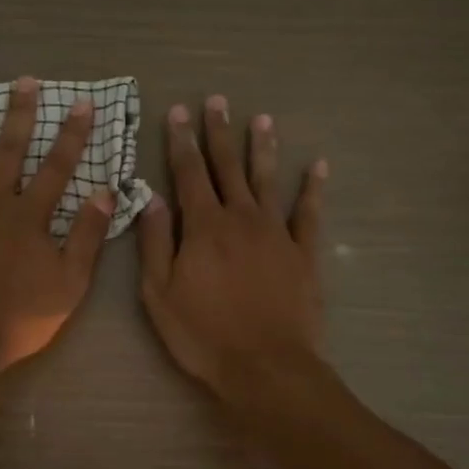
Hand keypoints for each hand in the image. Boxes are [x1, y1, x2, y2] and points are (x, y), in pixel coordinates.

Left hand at [0, 77, 114, 397]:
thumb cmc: (18, 317)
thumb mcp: (69, 283)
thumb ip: (87, 236)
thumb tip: (106, 191)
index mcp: (29, 217)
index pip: (57, 166)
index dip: (71, 134)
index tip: (82, 103)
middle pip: (7, 151)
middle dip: (19, 114)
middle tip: (24, 80)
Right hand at [138, 95, 327, 406]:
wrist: (265, 367)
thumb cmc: (203, 334)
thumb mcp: (160, 293)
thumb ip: (155, 242)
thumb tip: (151, 197)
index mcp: (203, 227)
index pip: (189, 173)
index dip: (182, 141)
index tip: (177, 112)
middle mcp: (241, 218)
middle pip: (228, 167)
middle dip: (220, 133)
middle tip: (217, 101)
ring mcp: (276, 233)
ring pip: (267, 180)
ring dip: (262, 149)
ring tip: (261, 119)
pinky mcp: (304, 253)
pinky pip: (309, 213)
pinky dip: (313, 189)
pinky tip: (317, 167)